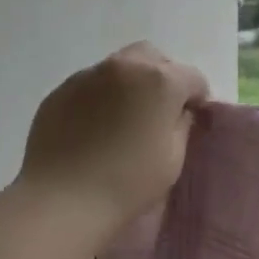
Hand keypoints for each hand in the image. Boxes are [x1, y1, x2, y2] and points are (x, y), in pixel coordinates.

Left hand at [17, 42, 209, 238]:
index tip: (191, 119)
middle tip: (160, 109)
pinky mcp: (61, 90)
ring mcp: (89, 75)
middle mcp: (126, 67)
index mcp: (161, 81)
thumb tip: (179, 112)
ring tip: (124, 117)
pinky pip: (91, 84)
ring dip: (131, 83)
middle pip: (154, 58)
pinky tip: (96, 126)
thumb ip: (182, 126)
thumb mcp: (173, 158)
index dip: (197, 98)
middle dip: (163, 77)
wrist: (61, 201)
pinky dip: (102, 96)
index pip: (193, 77)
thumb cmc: (128, 182)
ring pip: (120, 66)